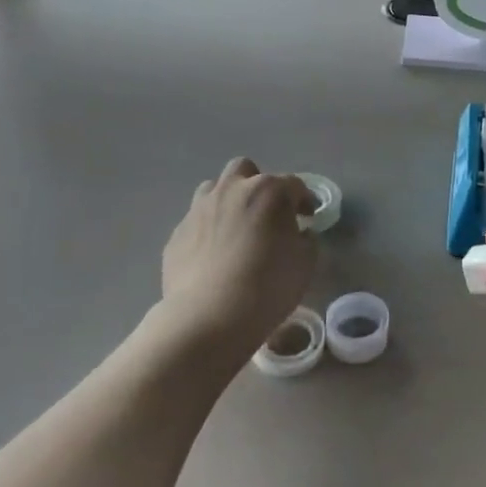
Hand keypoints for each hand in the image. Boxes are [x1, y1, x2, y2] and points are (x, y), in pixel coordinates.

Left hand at [160, 158, 316, 366]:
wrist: (209, 316)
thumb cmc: (268, 285)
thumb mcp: (306, 263)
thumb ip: (306, 240)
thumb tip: (298, 234)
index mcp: (269, 191)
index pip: (294, 185)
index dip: (304, 200)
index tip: (308, 218)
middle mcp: (232, 190)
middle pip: (245, 170)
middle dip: (257, 184)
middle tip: (266, 213)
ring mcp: (199, 210)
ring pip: (214, 189)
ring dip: (228, 201)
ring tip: (236, 229)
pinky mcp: (177, 234)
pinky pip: (196, 222)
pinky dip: (207, 231)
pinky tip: (213, 256)